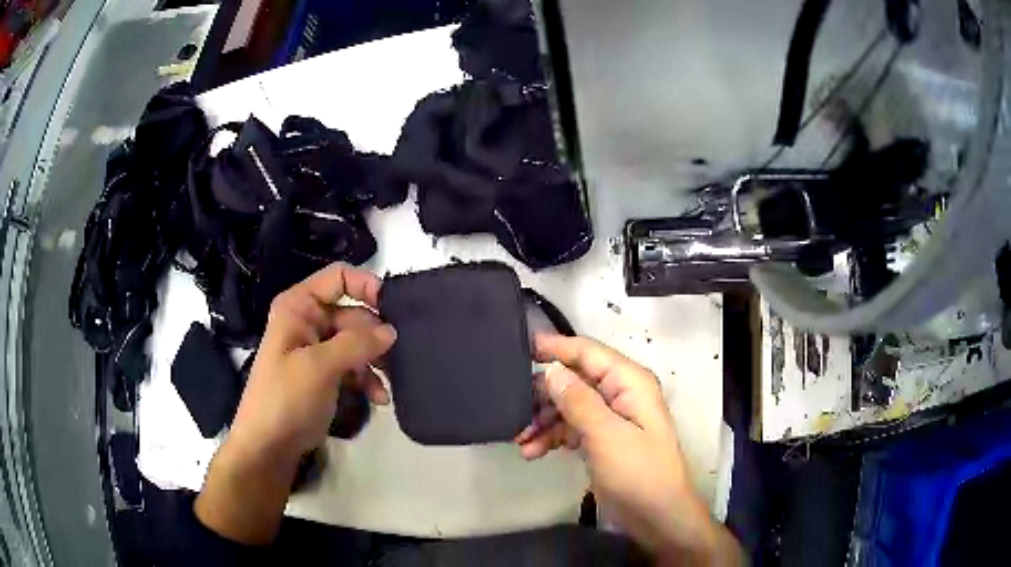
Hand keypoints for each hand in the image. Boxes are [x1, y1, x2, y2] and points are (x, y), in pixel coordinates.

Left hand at [196, 264, 395, 544]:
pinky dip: (368, 379)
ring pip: (357, 342)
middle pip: (353, 313)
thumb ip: (356, 344)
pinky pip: (354, 366)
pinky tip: (380, 398)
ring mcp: (317, 350)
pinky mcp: (325, 375)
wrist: (269, 446)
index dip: (366, 285)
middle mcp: (309, 321)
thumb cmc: (285, 398)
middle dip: (376, 334)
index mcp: (299, 307)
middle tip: (398, 356)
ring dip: (376, 360)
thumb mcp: (319, 367)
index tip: (394, 309)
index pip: (338, 277)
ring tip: (392, 380)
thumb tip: (392, 330)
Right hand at [517, 334, 741, 564]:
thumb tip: (552, 370)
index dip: (556, 347)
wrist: (657, 517)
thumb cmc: (638, 472)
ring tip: (519, 440)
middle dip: (543, 394)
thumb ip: (578, 401)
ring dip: (543, 420)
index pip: (588, 353)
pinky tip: (532, 451)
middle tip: (513, 410)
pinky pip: (571, 428)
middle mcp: (619, 394)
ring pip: (568, 406)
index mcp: (629, 382)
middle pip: (574, 380)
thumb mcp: (606, 436)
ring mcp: (610, 418)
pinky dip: (552, 437)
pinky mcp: (602, 440)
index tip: (520, 347)